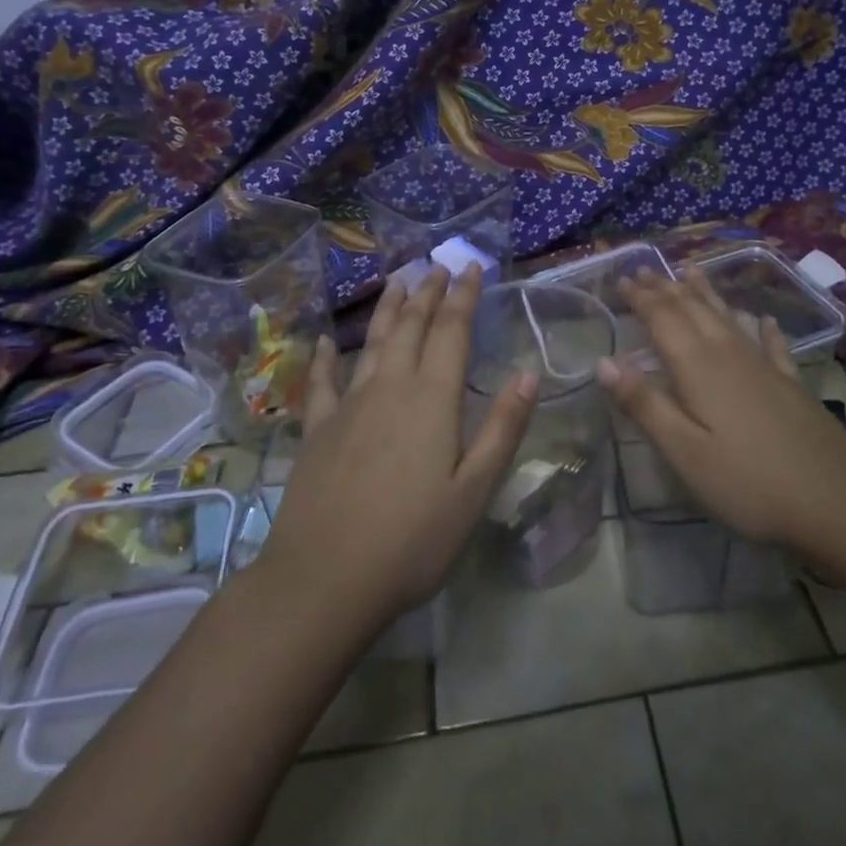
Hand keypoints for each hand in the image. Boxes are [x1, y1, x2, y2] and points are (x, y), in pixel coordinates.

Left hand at [255, 265, 536, 630]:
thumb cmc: (412, 540)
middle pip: (411, 327)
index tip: (471, 268)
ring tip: (397, 281)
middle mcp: (390, 388)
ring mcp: (348, 406)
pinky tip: (327, 340)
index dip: (463, 297)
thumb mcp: (473, 490)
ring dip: (387, 309)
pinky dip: (326, 357)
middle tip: (438, 266)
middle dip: (427, 293)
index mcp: (432, 399)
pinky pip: (322, 382)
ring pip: (372, 343)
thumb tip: (528, 374)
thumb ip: (501, 428)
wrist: (324, 579)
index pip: (451, 332)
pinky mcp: (317, 430)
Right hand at [596, 266, 845, 552]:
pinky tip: (764, 320)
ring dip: (705, 293)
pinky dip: (762, 328)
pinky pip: (770, 344)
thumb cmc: (749, 480)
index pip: (662, 320)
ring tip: (690, 271)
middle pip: (692, 310)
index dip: (641, 298)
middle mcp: (729, 354)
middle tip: (645, 270)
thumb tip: (604, 361)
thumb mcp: (685, 451)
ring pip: (727, 317)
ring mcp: (763, 366)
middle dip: (666, 288)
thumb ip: (645, 404)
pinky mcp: (789, 384)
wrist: (837, 497)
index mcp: (698, 367)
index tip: (622, 279)